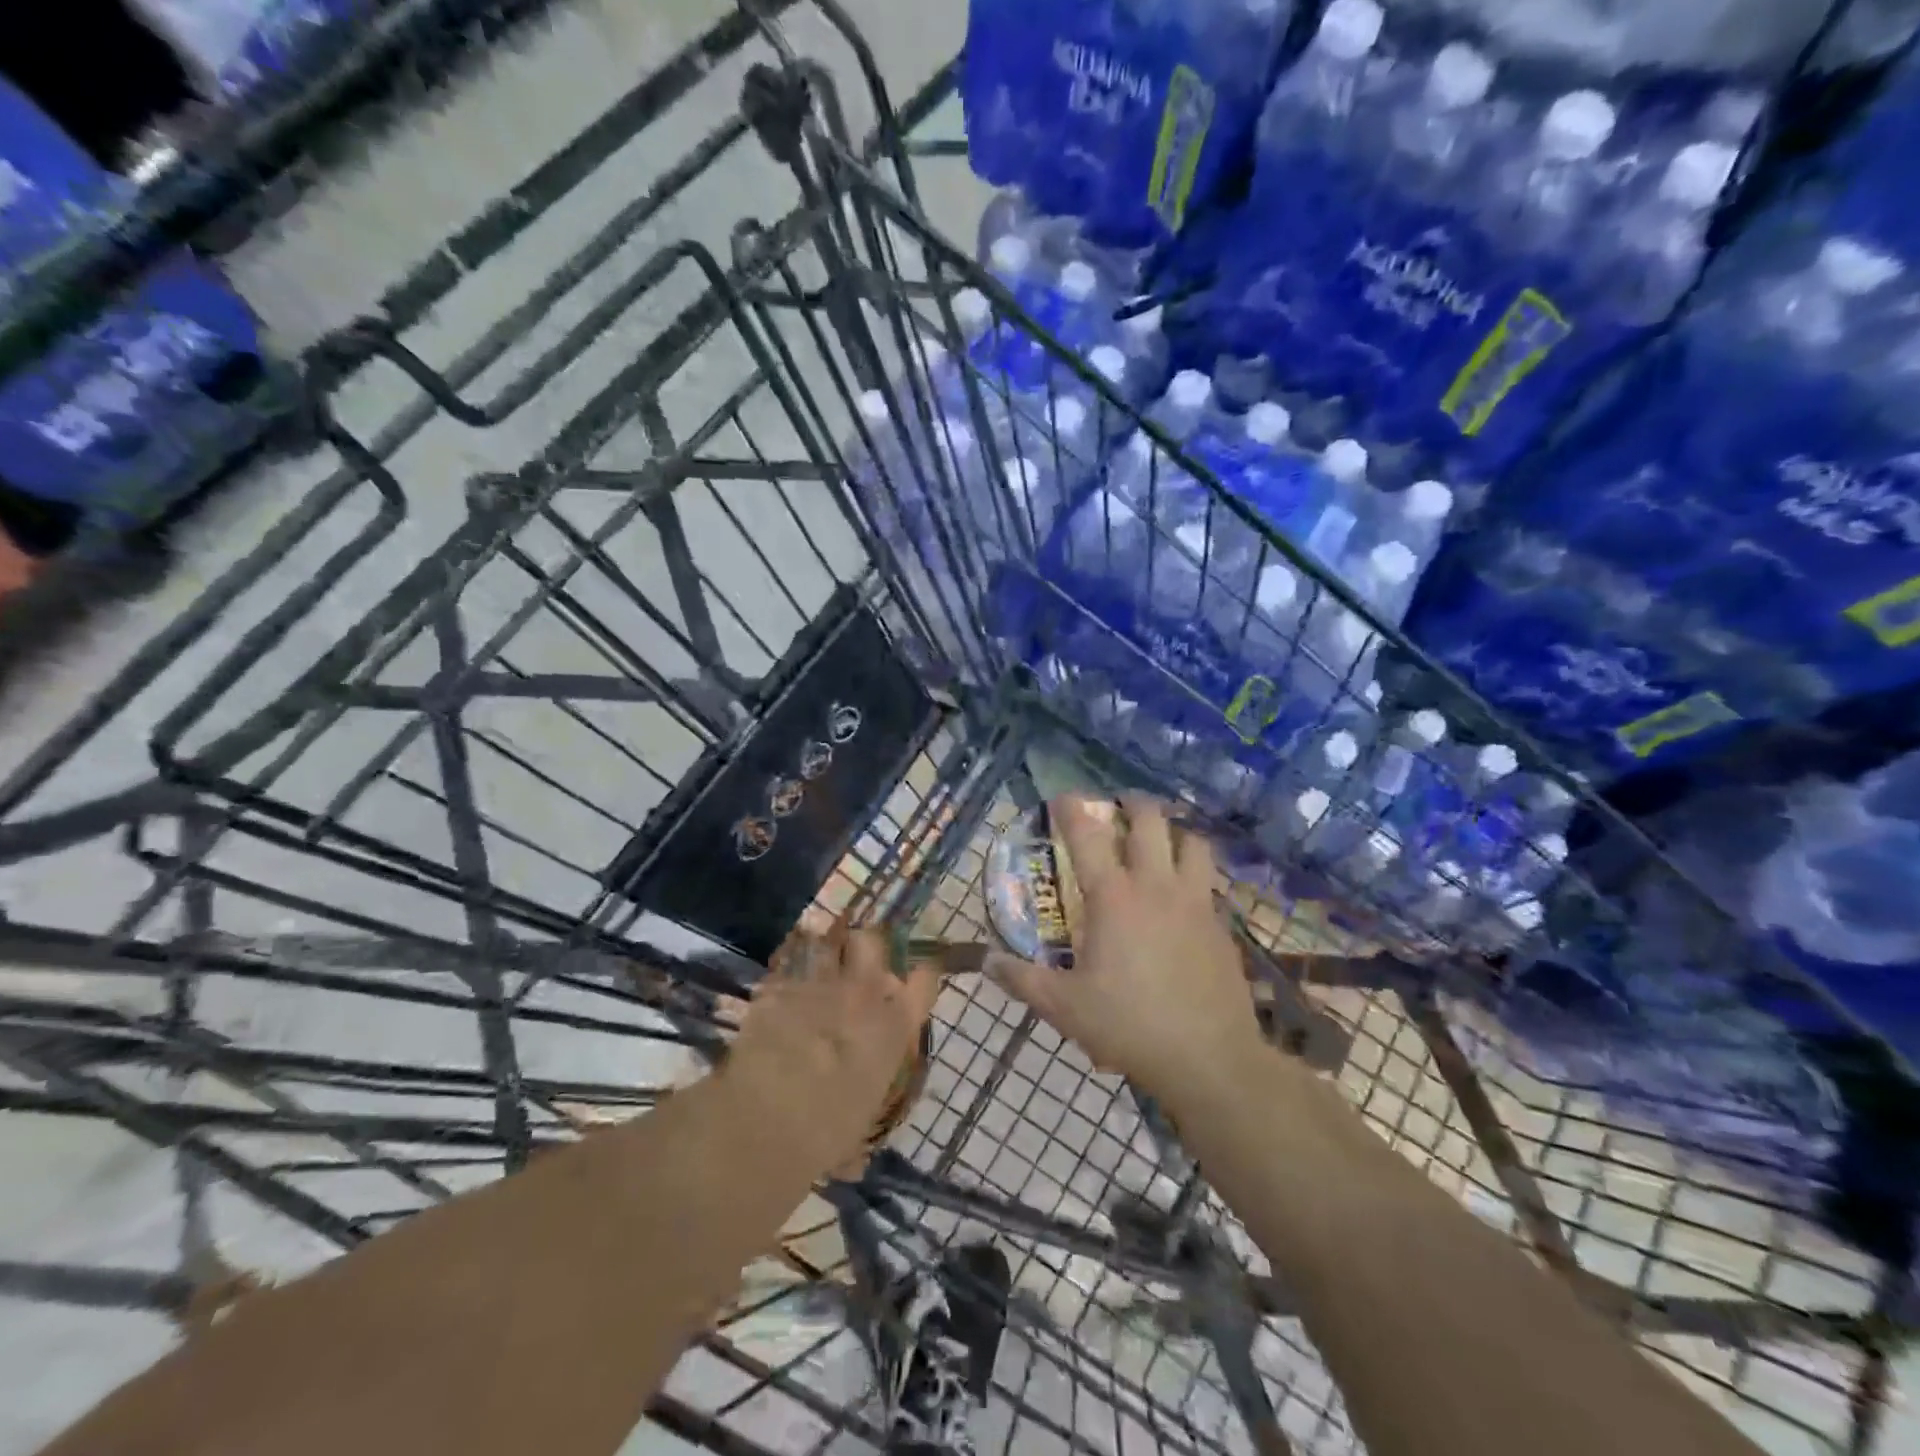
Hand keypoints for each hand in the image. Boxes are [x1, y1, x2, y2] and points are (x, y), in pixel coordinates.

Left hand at [724, 925, 941, 1173]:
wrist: (768, 1118)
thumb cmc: (828, 1133)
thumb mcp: (857, 1128)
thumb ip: (859, 1122)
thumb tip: (853, 1159)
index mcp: (894, 1027)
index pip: (925, 980)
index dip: (923, 973)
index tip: (916, 976)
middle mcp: (863, 994)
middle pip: (872, 941)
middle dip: (865, 947)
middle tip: (856, 964)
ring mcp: (819, 983)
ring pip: (827, 942)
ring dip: (822, 952)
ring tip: (815, 965)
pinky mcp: (777, 986)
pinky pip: (784, 967)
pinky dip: (783, 977)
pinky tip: (777, 991)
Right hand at [990, 795, 1265, 1104]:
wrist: (1209, 1058)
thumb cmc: (1129, 1025)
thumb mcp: (1064, 1007)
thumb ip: (1022, 979)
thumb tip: (986, 960)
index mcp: (1114, 898)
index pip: (1087, 837)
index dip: (1072, 810)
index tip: (1062, 797)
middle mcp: (1156, 887)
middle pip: (1151, 821)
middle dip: (1133, 803)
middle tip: (1120, 804)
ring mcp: (1195, 902)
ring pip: (1193, 842)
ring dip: (1175, 830)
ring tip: (1162, 837)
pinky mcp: (1220, 924)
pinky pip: (1210, 880)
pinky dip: (1195, 870)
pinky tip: (1185, 891)